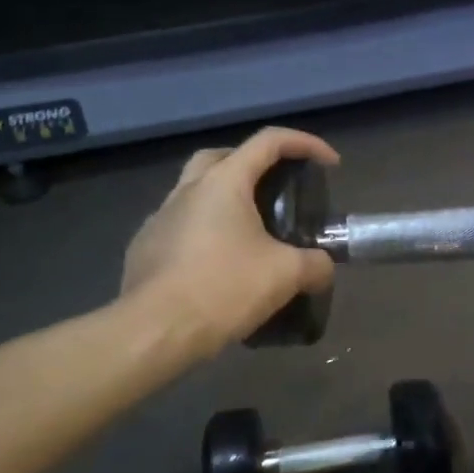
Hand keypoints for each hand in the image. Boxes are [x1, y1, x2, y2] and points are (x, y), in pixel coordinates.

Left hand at [122, 127, 339, 356]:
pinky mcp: (144, 248)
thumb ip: (315, 265)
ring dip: (224, 200)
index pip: (269, 141)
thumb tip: (323, 268)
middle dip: (253, 163)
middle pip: (222, 156)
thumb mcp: (285, 275)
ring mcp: (159, 218)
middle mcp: (187, 190)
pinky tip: (217, 263)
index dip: (305, 144)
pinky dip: (203, 233)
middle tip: (276, 188)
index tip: (329, 164)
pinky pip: (179, 226)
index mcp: (223, 182)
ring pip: (195, 192)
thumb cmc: (223, 288)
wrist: (154, 331)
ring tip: (248, 232)